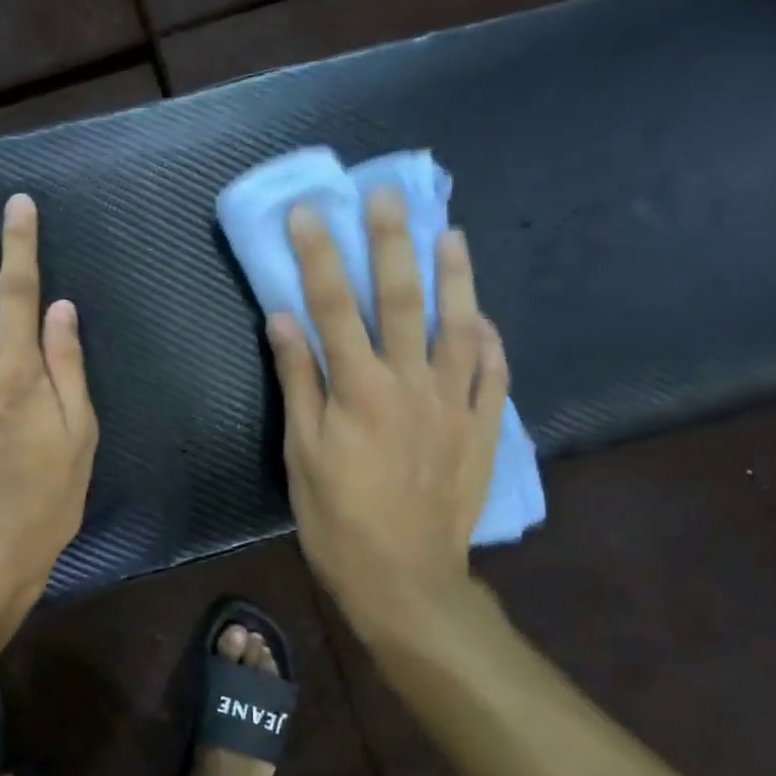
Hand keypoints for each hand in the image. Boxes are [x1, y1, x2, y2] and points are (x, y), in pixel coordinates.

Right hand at [268, 190, 508, 637]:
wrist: (404, 579)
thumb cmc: (337, 518)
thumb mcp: (302, 452)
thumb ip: (298, 381)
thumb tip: (283, 320)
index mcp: (358, 388)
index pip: (333, 305)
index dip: (319, 255)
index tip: (310, 212)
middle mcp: (410, 383)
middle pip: (400, 299)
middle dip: (392, 242)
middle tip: (388, 196)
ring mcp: (453, 404)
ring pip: (457, 326)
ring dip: (454, 278)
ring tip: (452, 235)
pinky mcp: (480, 430)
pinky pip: (493, 376)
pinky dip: (489, 343)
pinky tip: (484, 319)